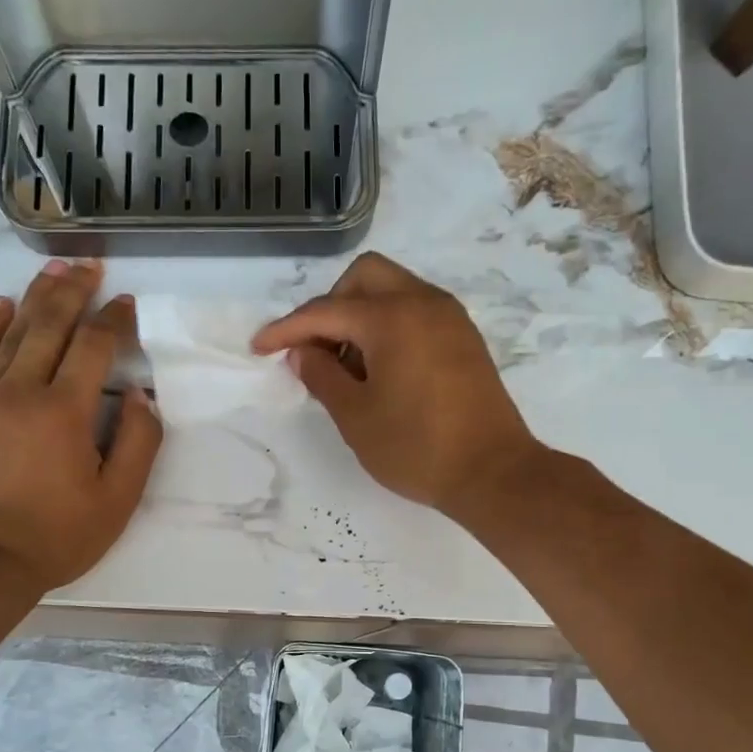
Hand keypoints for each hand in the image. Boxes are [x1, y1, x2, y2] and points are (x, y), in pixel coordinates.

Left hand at [0, 260, 161, 589]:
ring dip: (35, 297)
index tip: (127, 304)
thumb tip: (141, 397)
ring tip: (53, 271)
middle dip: (73, 291)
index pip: (94, 347)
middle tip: (89, 266)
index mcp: (65, 411)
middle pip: (50, 325)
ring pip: (13, 333)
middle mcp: (23, 391)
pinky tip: (0, 305)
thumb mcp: (117, 500)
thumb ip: (137, 444)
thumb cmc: (56, 536)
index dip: (114, 320)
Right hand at [252, 252, 543, 520]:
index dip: (286, 330)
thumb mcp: (356, 417)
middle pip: (364, 278)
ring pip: (393, 290)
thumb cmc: (416, 448)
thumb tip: (302, 352)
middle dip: (330, 306)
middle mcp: (424, 302)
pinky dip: (388, 326)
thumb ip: (322, 376)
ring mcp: (450, 317)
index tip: (259, 348)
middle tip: (315, 352)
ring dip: (360, 315)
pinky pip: (415, 311)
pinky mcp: (464, 338)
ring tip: (346, 367)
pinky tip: (379, 369)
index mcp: (393, 317)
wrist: (493, 473)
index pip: (325, 311)